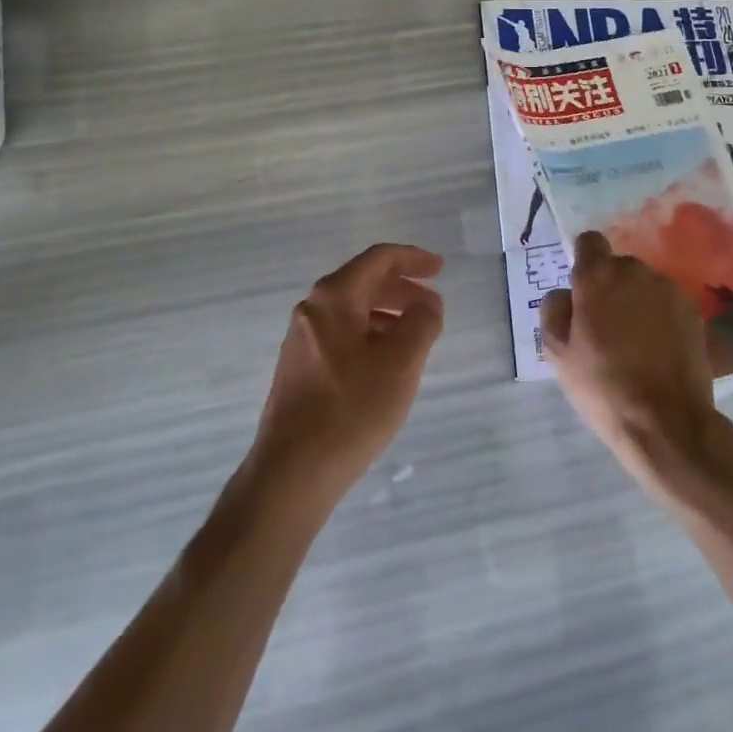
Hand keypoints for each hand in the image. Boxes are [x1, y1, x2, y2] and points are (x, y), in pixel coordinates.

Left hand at [247, 243, 444, 505]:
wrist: (292, 472)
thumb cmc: (351, 409)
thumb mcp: (401, 362)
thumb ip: (422, 322)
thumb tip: (428, 302)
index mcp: (334, 297)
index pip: (378, 259)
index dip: (413, 259)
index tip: (440, 269)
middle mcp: (312, 309)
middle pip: (363, 282)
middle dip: (402, 288)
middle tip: (433, 305)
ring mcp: (302, 339)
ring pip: (352, 311)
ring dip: (387, 314)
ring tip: (416, 337)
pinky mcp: (299, 369)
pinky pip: (342, 335)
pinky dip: (370, 336)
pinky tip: (386, 364)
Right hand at [541, 232, 732, 508]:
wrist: (667, 423)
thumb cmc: (602, 386)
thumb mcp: (557, 353)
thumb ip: (554, 310)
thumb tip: (565, 294)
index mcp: (598, 276)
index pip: (589, 241)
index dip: (583, 262)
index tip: (582, 292)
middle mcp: (635, 271)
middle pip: (618, 266)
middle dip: (610, 286)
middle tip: (605, 326)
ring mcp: (669, 290)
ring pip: (644, 284)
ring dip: (637, 301)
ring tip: (635, 342)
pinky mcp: (693, 311)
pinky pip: (667, 303)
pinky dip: (661, 317)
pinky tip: (658, 350)